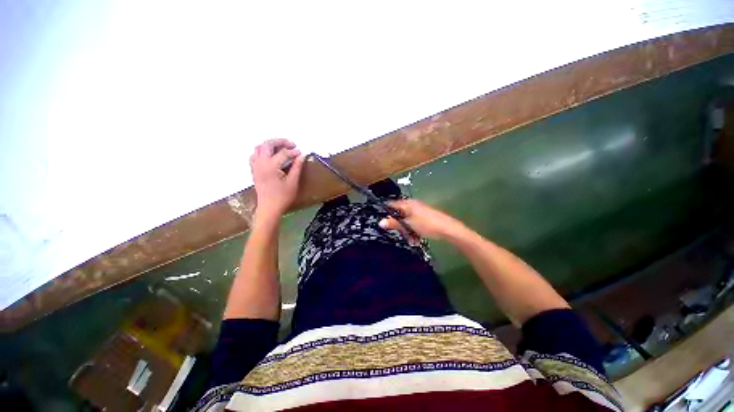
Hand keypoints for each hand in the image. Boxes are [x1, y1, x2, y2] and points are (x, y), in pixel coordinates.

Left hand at [250, 139, 304, 217]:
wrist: (269, 208)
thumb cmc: (283, 197)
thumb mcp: (293, 182)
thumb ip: (297, 167)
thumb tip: (301, 156)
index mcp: (271, 166)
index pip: (283, 153)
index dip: (293, 152)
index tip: (301, 153)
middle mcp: (260, 163)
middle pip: (267, 145)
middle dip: (280, 142)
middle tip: (291, 145)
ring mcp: (255, 166)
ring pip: (259, 148)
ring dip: (270, 145)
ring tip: (282, 149)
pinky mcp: (254, 170)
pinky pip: (255, 155)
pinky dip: (263, 152)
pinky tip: (271, 157)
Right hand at [378, 199, 469, 242]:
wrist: (448, 229)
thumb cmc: (427, 224)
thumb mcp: (409, 225)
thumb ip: (394, 223)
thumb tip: (380, 222)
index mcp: (408, 204)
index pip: (392, 204)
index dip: (386, 212)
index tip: (382, 221)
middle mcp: (412, 206)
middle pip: (399, 215)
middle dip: (399, 226)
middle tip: (400, 234)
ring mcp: (419, 212)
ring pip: (407, 221)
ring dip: (407, 231)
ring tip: (411, 240)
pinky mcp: (424, 218)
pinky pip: (414, 224)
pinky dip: (414, 232)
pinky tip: (416, 240)